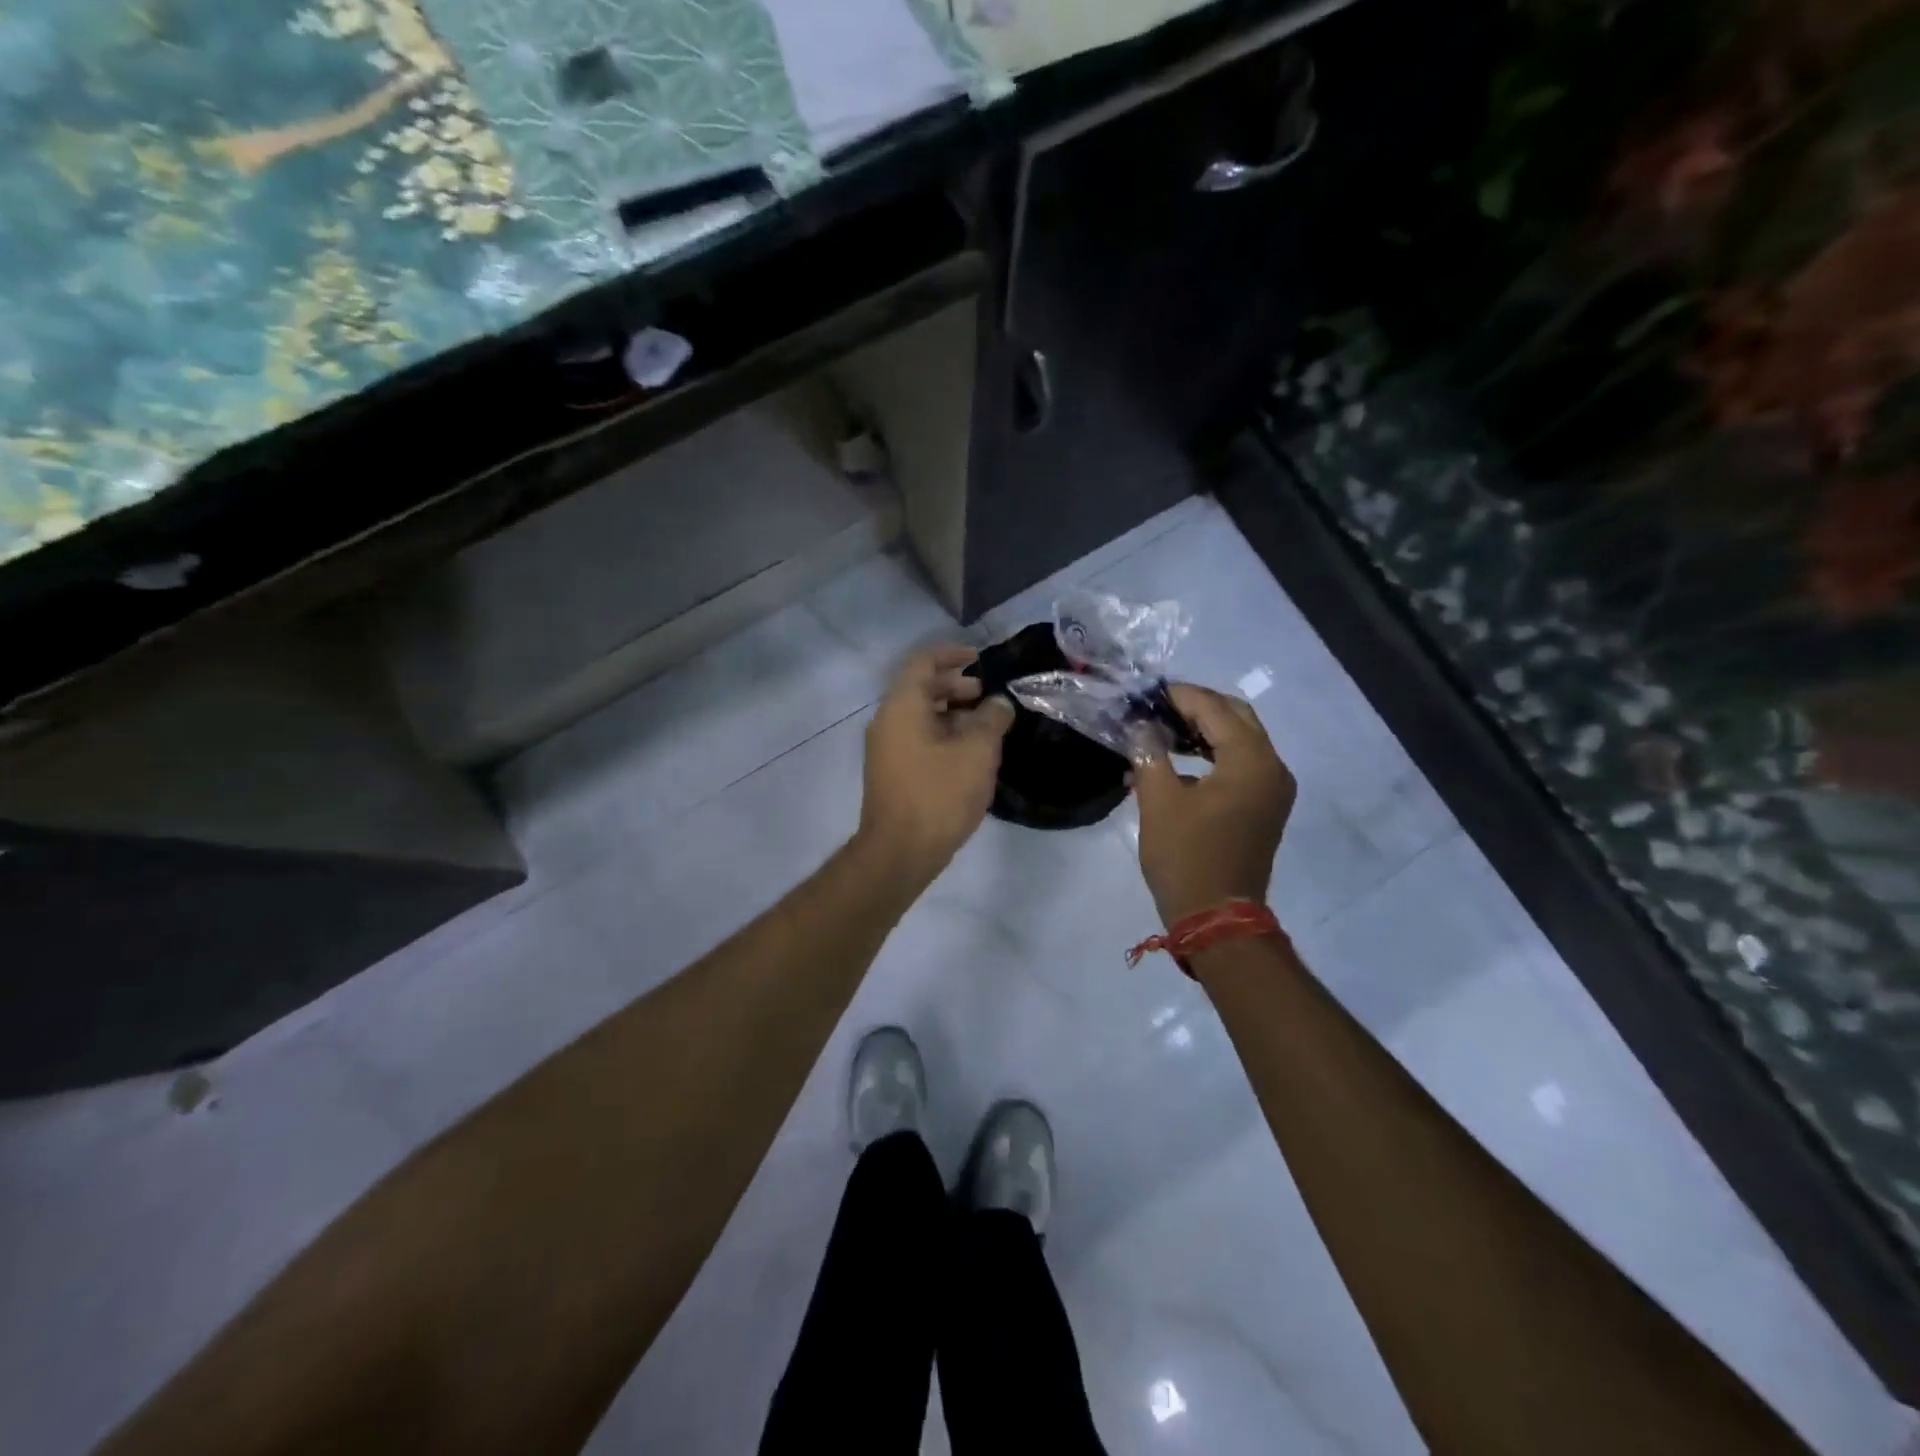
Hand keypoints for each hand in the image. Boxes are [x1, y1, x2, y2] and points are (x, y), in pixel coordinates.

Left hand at [857, 644, 1014, 882]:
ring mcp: (886, 748)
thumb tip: (998, 704)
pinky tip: (970, 754)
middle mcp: (888, 721)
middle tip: (987, 696)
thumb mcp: (977, 752)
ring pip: (920, 716)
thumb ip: (991, 719)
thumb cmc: (939, 794)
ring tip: (985, 726)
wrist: (900, 851)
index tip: (979, 658)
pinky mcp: (892, 772)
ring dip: (952, 714)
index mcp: (902, 706)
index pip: (923, 662)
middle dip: (956, 686)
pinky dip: (943, 734)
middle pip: (921, 688)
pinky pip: (918, 738)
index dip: (951, 654)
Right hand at [1133, 684, 1296, 924]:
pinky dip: (1213, 755)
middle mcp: (1272, 767)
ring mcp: (1273, 789)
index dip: (1180, 695)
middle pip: (1236, 718)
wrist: (1217, 917)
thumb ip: (1149, 752)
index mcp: (1251, 761)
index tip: (1146, 692)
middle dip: (1197, 707)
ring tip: (1161, 730)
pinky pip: (1241, 764)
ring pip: (1241, 740)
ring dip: (1204, 730)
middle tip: (1157, 707)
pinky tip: (1178, 761)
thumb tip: (1140, 725)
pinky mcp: (1265, 807)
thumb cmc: (1186, 856)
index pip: (1215, 709)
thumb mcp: (1159, 800)